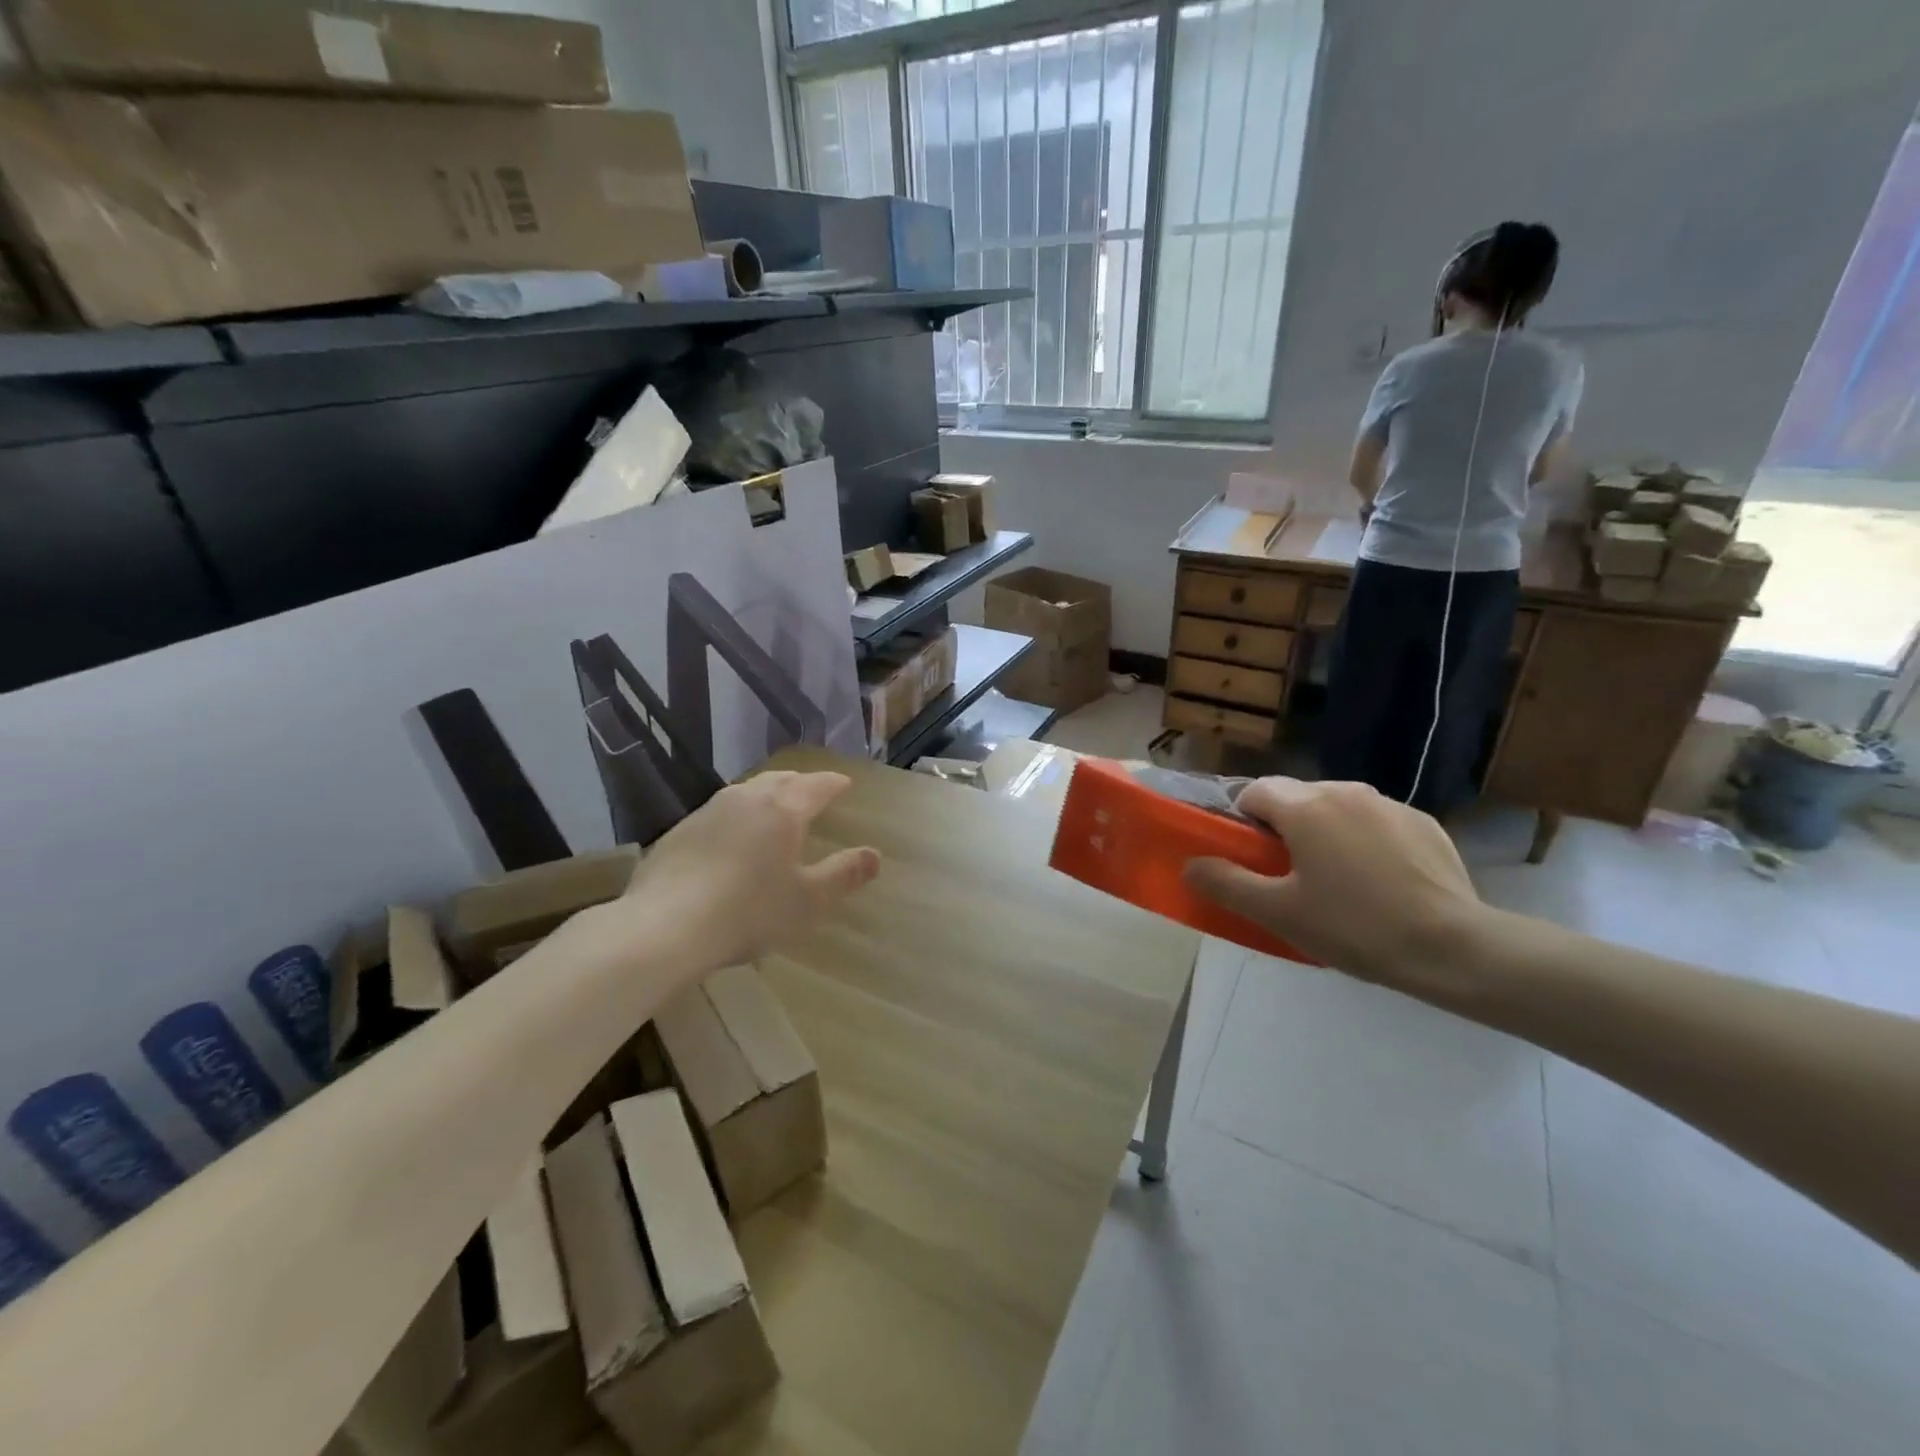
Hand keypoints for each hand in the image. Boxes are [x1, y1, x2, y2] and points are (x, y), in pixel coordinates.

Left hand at [601, 771, 878, 975]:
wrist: (664, 926)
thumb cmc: (748, 912)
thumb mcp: (807, 901)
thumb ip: (843, 875)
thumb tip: (875, 855)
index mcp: (783, 810)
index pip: (817, 786)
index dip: (834, 784)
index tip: (845, 784)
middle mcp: (746, 799)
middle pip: (781, 780)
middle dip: (801, 783)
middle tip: (814, 791)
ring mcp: (708, 811)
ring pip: (747, 791)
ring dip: (767, 794)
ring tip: (775, 807)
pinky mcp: (679, 831)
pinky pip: (720, 812)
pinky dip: (738, 815)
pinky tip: (733, 837)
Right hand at [1182, 777, 1486, 993]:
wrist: (1453, 948)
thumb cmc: (1353, 927)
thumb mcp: (1278, 913)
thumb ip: (1226, 883)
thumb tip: (1190, 865)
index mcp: (1305, 807)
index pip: (1253, 792)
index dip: (1242, 821)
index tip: (1251, 858)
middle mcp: (1344, 790)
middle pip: (1295, 796)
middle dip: (1283, 826)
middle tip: (1289, 874)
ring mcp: (1389, 804)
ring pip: (1336, 807)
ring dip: (1324, 831)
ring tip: (1336, 880)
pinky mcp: (1424, 822)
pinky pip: (1375, 821)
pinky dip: (1364, 840)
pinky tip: (1378, 881)